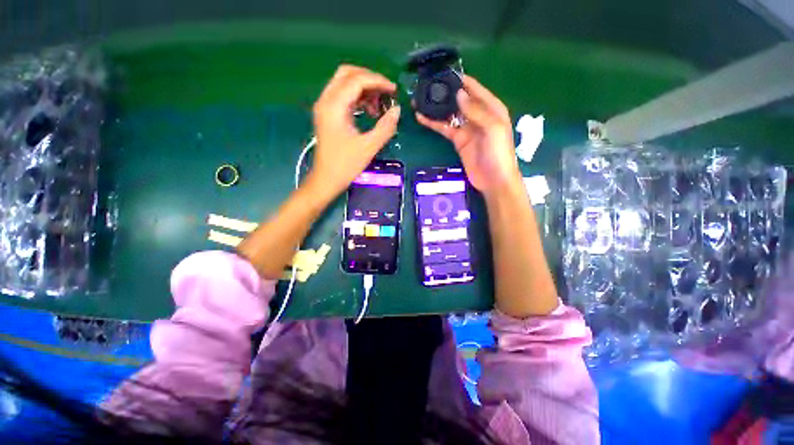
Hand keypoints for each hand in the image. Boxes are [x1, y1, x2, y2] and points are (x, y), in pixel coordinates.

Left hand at [307, 65, 400, 198]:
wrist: (326, 179)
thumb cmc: (345, 165)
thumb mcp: (369, 147)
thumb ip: (385, 127)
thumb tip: (397, 110)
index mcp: (334, 106)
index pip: (356, 80)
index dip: (378, 81)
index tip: (394, 91)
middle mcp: (326, 101)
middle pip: (347, 74)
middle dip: (369, 79)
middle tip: (386, 93)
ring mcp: (325, 107)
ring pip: (344, 84)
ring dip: (364, 89)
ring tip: (379, 106)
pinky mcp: (327, 115)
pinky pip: (343, 96)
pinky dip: (357, 98)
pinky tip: (369, 111)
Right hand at [416, 75, 520, 196]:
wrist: (493, 179)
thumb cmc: (498, 152)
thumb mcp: (492, 128)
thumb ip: (476, 111)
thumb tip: (459, 94)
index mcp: (492, 108)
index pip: (475, 89)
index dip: (462, 80)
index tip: (445, 73)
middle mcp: (479, 115)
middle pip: (461, 100)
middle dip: (446, 93)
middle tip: (428, 86)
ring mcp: (467, 128)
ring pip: (450, 114)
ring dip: (437, 108)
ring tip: (421, 99)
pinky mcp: (458, 141)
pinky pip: (445, 129)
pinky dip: (434, 123)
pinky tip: (422, 118)